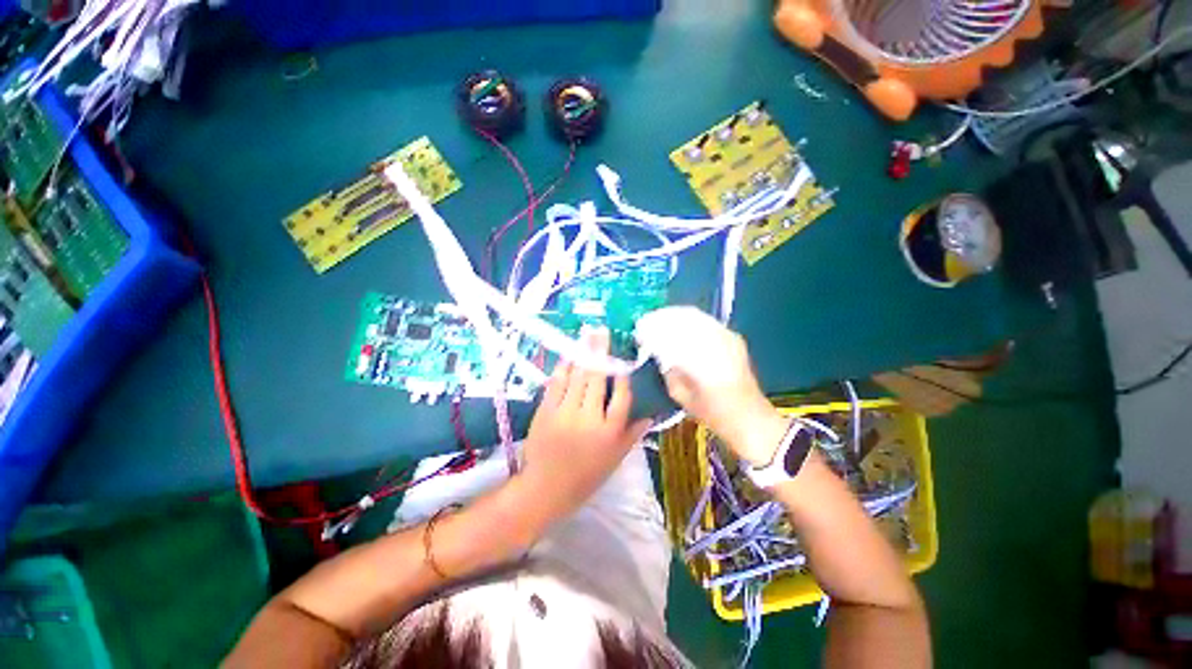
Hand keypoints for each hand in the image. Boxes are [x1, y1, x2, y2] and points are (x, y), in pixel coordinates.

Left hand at [521, 327, 652, 520]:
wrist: (546, 488)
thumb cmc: (586, 476)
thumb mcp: (615, 459)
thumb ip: (633, 433)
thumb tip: (651, 413)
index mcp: (609, 433)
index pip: (621, 397)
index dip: (622, 375)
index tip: (621, 360)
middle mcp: (588, 419)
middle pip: (597, 380)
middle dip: (600, 353)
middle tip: (603, 331)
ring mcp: (565, 413)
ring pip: (577, 377)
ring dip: (582, 353)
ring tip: (587, 334)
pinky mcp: (546, 411)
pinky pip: (557, 384)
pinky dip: (563, 367)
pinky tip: (568, 355)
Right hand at [634, 306, 787, 465]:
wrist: (749, 417)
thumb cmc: (711, 412)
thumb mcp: (680, 394)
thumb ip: (667, 369)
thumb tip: (657, 351)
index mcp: (700, 359)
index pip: (670, 333)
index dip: (652, 328)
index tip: (639, 328)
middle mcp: (715, 341)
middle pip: (683, 318)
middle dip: (662, 317)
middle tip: (647, 321)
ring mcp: (727, 336)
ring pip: (695, 316)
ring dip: (675, 315)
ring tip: (660, 320)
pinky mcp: (733, 337)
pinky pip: (706, 321)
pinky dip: (689, 319)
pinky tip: (680, 325)